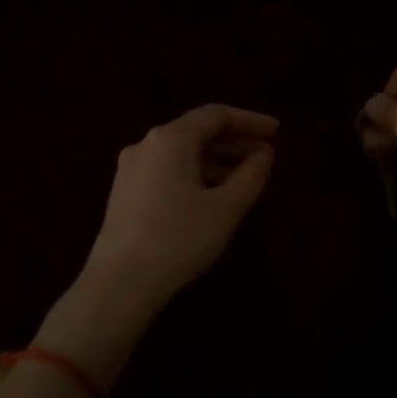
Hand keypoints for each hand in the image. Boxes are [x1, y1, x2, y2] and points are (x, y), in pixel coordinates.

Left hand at [40, 105, 277, 382]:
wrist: (119, 282)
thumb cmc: (178, 239)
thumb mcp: (225, 209)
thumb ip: (250, 176)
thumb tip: (263, 155)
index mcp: (170, 139)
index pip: (216, 115)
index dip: (250, 121)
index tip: (276, 132)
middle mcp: (146, 145)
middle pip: (197, 132)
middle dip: (234, 142)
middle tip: (266, 156)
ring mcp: (131, 169)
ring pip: (181, 153)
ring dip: (216, 160)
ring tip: (246, 178)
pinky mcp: (125, 192)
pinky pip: (167, 170)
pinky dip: (195, 174)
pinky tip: (213, 195)